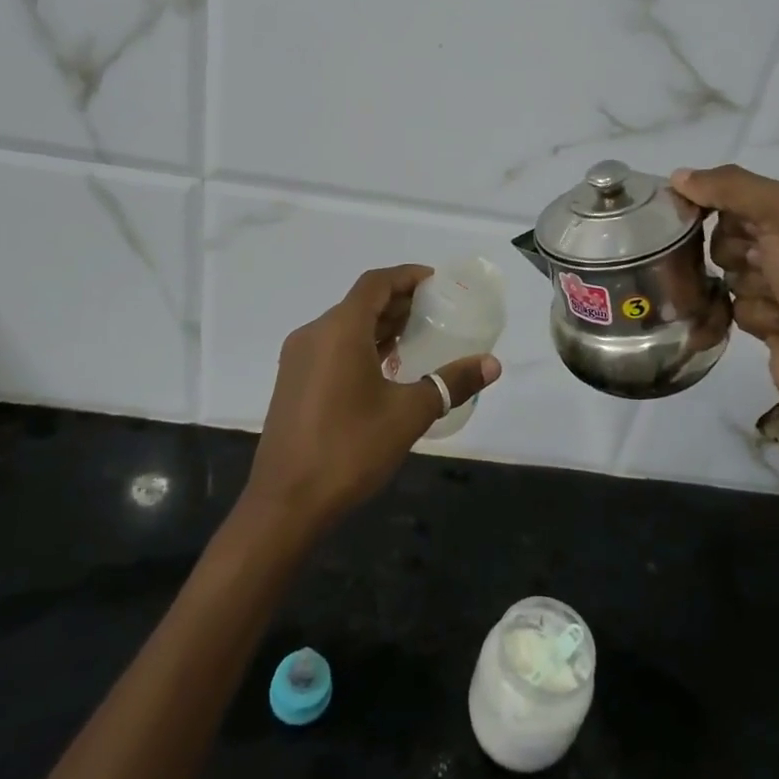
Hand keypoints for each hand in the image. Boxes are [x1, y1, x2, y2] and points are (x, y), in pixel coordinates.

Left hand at [240, 265, 500, 538]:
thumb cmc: (350, 449)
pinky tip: (384, 369)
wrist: (286, 502)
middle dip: (397, 301)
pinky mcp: (292, 382)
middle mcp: (314, 334)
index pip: (375, 284)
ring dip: (378, 325)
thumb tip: (492, 364)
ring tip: (415, 337)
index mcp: (339, 330)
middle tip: (434, 311)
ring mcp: (297, 359)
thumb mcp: (409, 414)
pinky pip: (331, 347)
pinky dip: (359, 345)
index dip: (406, 276)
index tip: (436, 282)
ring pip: (343, 326)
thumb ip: (451, 382)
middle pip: (359, 302)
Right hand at [672, 166, 778, 440]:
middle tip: (759, 261)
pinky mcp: (772, 321)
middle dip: (734, 249)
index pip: (741, 192)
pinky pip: (734, 306)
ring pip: (728, 272)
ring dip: (746, 285)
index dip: (715, 201)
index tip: (690, 212)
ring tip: (776, 300)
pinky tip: (778, 326)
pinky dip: (753, 314)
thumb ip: (731, 187)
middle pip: (729, 233)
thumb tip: (678, 176)